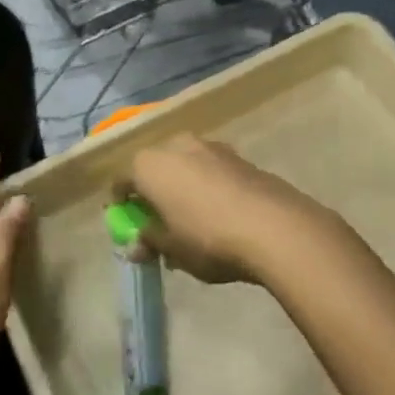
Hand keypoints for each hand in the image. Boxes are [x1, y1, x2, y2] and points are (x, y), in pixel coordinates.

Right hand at [120, 134, 324, 284]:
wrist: (273, 225)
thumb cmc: (208, 238)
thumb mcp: (172, 249)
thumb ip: (150, 241)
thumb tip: (136, 244)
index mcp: (150, 165)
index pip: (122, 180)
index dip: (121, 202)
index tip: (127, 223)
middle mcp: (175, 145)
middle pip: (154, 168)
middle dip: (153, 192)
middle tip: (159, 222)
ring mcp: (209, 146)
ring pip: (184, 166)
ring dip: (181, 187)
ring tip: (191, 220)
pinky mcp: (237, 155)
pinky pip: (210, 169)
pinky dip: (206, 186)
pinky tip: (218, 212)